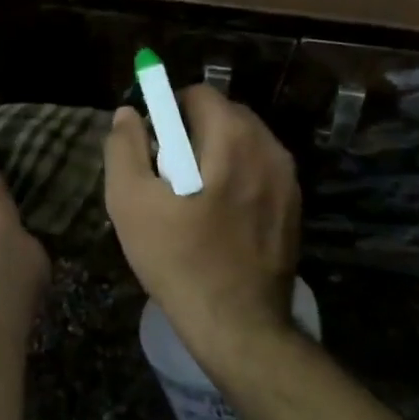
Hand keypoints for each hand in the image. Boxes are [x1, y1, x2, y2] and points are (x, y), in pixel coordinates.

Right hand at [103, 85, 301, 364]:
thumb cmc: (178, 258)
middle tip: (166, 170)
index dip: (167, 109)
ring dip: (215, 153)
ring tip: (190, 195)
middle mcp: (269, 148)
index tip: (151, 142)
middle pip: (225, 115)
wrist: (237, 325)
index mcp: (232, 138)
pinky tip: (216, 215)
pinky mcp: (294, 207)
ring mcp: (288, 179)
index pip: (198, 94)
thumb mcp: (130, 202)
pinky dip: (236, 176)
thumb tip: (128, 114)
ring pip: (244, 143)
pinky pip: (259, 171)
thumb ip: (124, 148)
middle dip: (192, 130)